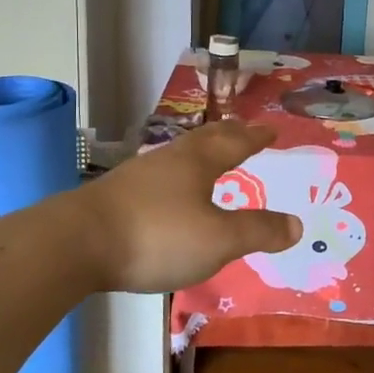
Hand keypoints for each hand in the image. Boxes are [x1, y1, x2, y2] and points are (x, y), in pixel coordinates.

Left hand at [77, 121, 301, 292]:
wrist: (76, 243)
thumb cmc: (157, 236)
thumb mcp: (218, 239)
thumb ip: (258, 231)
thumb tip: (297, 225)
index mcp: (198, 163)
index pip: (235, 143)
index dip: (256, 137)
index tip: (271, 129)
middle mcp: (169, 160)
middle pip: (205, 139)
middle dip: (229, 135)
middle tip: (245, 131)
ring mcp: (138, 176)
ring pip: (177, 155)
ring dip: (199, 152)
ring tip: (208, 157)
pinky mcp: (115, 196)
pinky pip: (157, 176)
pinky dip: (174, 176)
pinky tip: (167, 192)